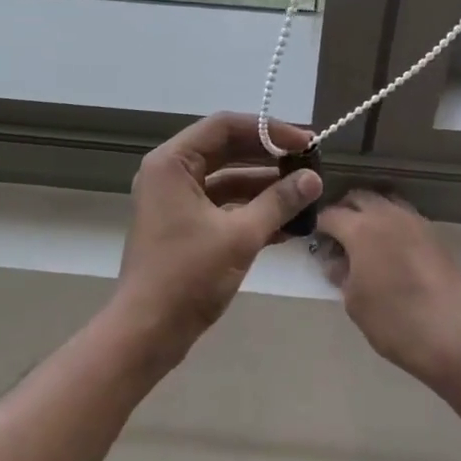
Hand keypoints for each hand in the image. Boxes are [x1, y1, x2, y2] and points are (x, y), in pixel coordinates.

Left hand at [113, 112, 322, 364]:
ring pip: (226, 179)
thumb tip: (314, 178)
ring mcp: (175, 200)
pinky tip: (288, 224)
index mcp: (172, 163)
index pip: (225, 126)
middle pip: (226, 149)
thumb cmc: (187, 277)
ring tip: (305, 193)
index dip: (268, 130)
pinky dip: (251, 210)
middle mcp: (170, 173)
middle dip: (269, 157)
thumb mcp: (240, 236)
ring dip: (264, 186)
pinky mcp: (183, 225)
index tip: (305, 142)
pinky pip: (222, 205)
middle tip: (309, 162)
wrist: (146, 333)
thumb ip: (279, 202)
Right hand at [317, 191, 460, 390]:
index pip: (331, 214)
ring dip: (373, 213)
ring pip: (387, 202)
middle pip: (360, 197)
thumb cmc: (392, 322)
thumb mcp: (354, 302)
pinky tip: (396, 250)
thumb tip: (338, 262)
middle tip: (341, 234)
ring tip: (369, 239)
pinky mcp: (436, 235)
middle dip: (345, 210)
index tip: (319, 240)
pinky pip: (408, 218)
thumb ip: (342, 274)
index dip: (320, 226)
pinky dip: (396, 225)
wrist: (450, 338)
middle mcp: (388, 216)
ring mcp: (416, 222)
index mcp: (361, 229)